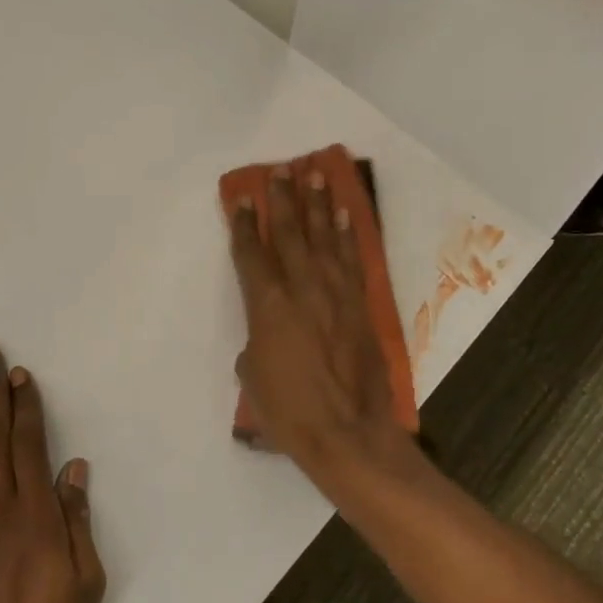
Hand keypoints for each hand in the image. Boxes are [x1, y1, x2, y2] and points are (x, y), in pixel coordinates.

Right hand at [227, 167, 412, 480]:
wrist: (347, 432)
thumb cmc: (289, 411)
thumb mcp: (253, 376)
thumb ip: (255, 342)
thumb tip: (265, 333)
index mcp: (266, 305)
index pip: (250, 253)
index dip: (243, 224)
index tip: (241, 197)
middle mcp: (301, 288)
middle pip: (289, 232)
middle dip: (283, 199)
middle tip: (281, 170)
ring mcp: (336, 293)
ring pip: (324, 238)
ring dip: (319, 205)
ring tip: (317, 176)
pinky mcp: (361, 305)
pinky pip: (352, 260)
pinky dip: (347, 236)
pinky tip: (345, 216)